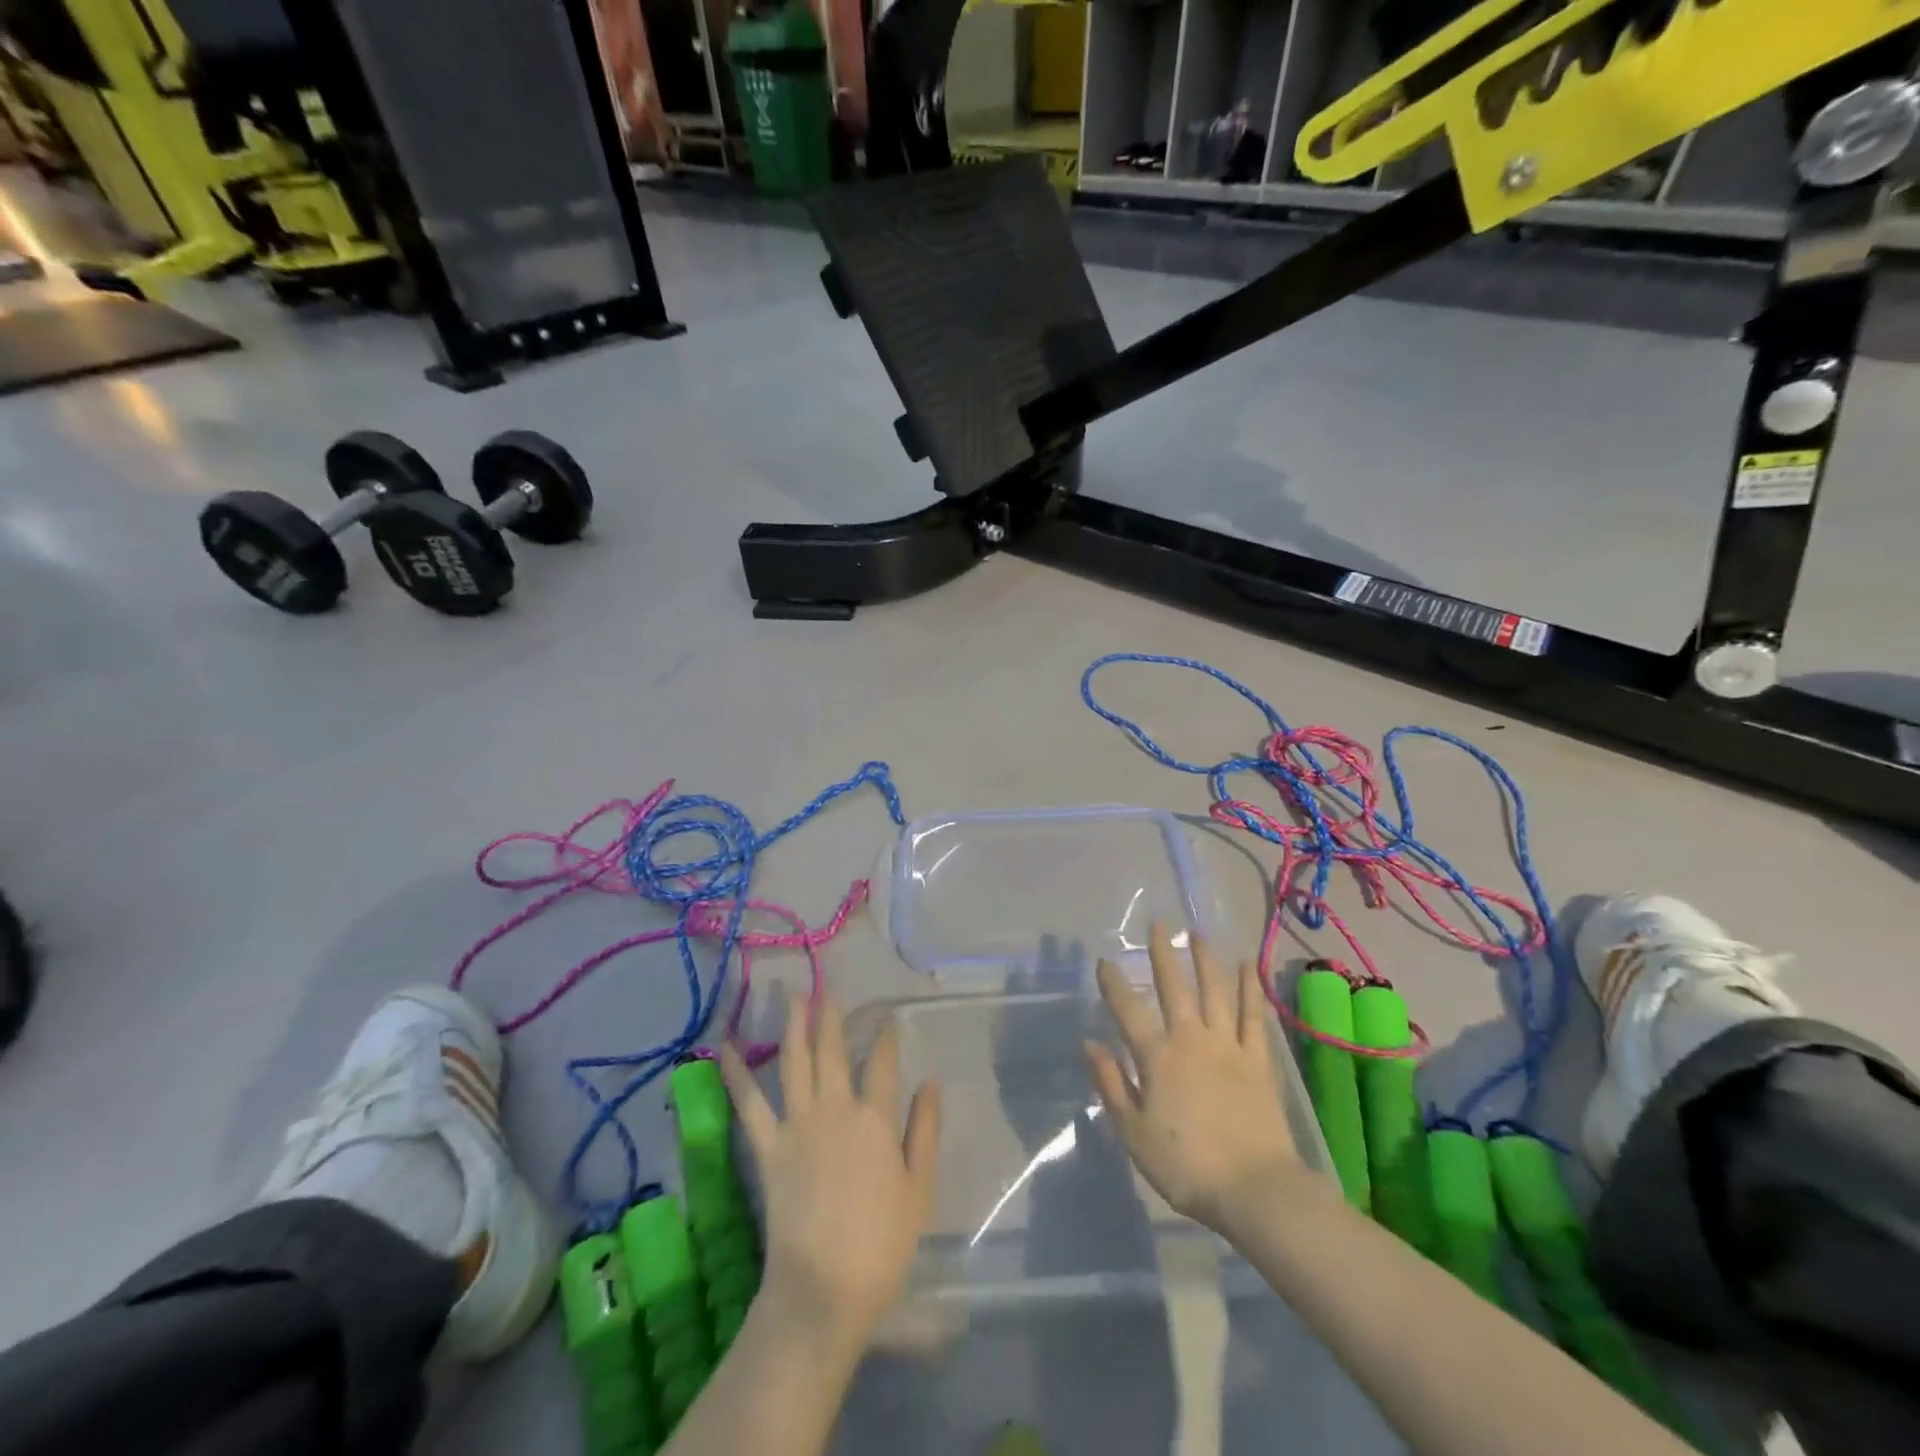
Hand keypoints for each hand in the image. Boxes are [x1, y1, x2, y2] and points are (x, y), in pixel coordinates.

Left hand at [719, 990, 940, 1348]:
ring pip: (795, 1061)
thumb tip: (930, 1081)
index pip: (883, 1063)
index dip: (885, 1036)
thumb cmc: (881, 1243)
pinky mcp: (768, 1147)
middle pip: (833, 1050)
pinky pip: (749, 1102)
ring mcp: (798, 1125)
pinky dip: (737, 1072)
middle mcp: (836, 1109)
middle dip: (831, 1015)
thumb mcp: (919, 1188)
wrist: (823, 1289)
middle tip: (829, 986)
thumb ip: (924, 1130)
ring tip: (793, 993)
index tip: (886, 1018)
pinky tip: (726, 1046)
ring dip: (794, 1024)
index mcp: (875, 1119)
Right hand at [1084, 925, 1299, 1233]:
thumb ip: (1111, 1084)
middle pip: (1173, 988)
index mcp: (1156, 1058)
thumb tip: (1090, 1043)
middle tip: (1158, 924)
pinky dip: (1249, 990)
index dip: (1113, 983)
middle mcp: (1190, 1040)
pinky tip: (1246, 967)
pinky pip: (1252, 1016)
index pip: (1128, 1010)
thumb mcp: (1133, 1132)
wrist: (1254, 1189)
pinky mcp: (1257, 1060)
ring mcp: (1226, 1046)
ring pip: (1214, 992)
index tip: (1104, 960)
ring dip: (1205, 960)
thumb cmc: (1185, 1165)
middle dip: (1162, 954)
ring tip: (1199, 933)